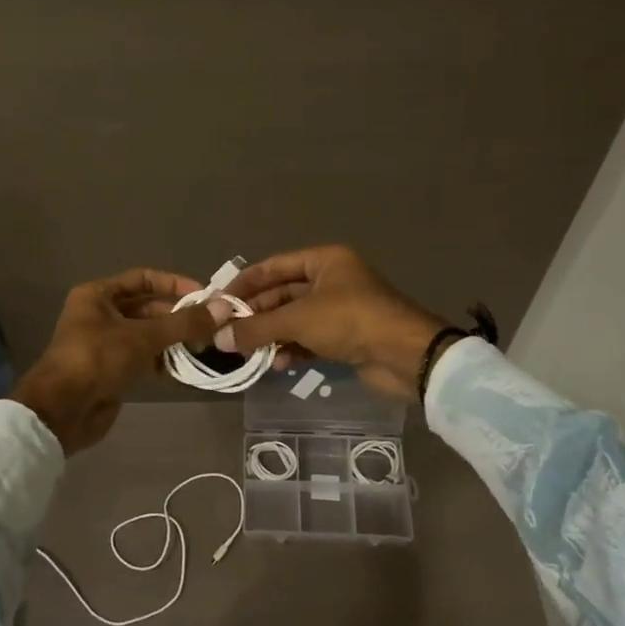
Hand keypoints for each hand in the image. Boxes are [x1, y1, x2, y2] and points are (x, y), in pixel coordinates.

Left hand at [12, 269, 232, 452]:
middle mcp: (100, 314)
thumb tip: (224, 307)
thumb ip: (184, 323)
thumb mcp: (142, 337)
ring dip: (173, 339)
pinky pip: (143, 357)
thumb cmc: (97, 359)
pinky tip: (182, 367)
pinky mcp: (112, 369)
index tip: (203, 295)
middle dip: (178, 315)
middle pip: (147, 307)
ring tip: (203, 347)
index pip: (143, 278)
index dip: (173, 284)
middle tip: (210, 325)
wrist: (61, 411)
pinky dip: (162, 360)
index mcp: (98, 295)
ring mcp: (106, 343)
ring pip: (147, 334)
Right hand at [220, 246, 447, 400]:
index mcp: (324, 261)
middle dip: (257, 315)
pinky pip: (308, 340)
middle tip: (229, 334)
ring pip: (293, 320)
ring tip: (249, 353)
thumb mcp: (299, 319)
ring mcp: (338, 310)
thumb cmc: (351, 320)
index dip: (246, 283)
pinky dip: (292, 349)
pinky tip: (278, 364)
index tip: (219, 302)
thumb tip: (220, 338)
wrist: (405, 356)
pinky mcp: (344, 338)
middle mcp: (330, 280)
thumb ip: (258, 327)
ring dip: (272, 335)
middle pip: (282, 294)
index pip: (274, 266)